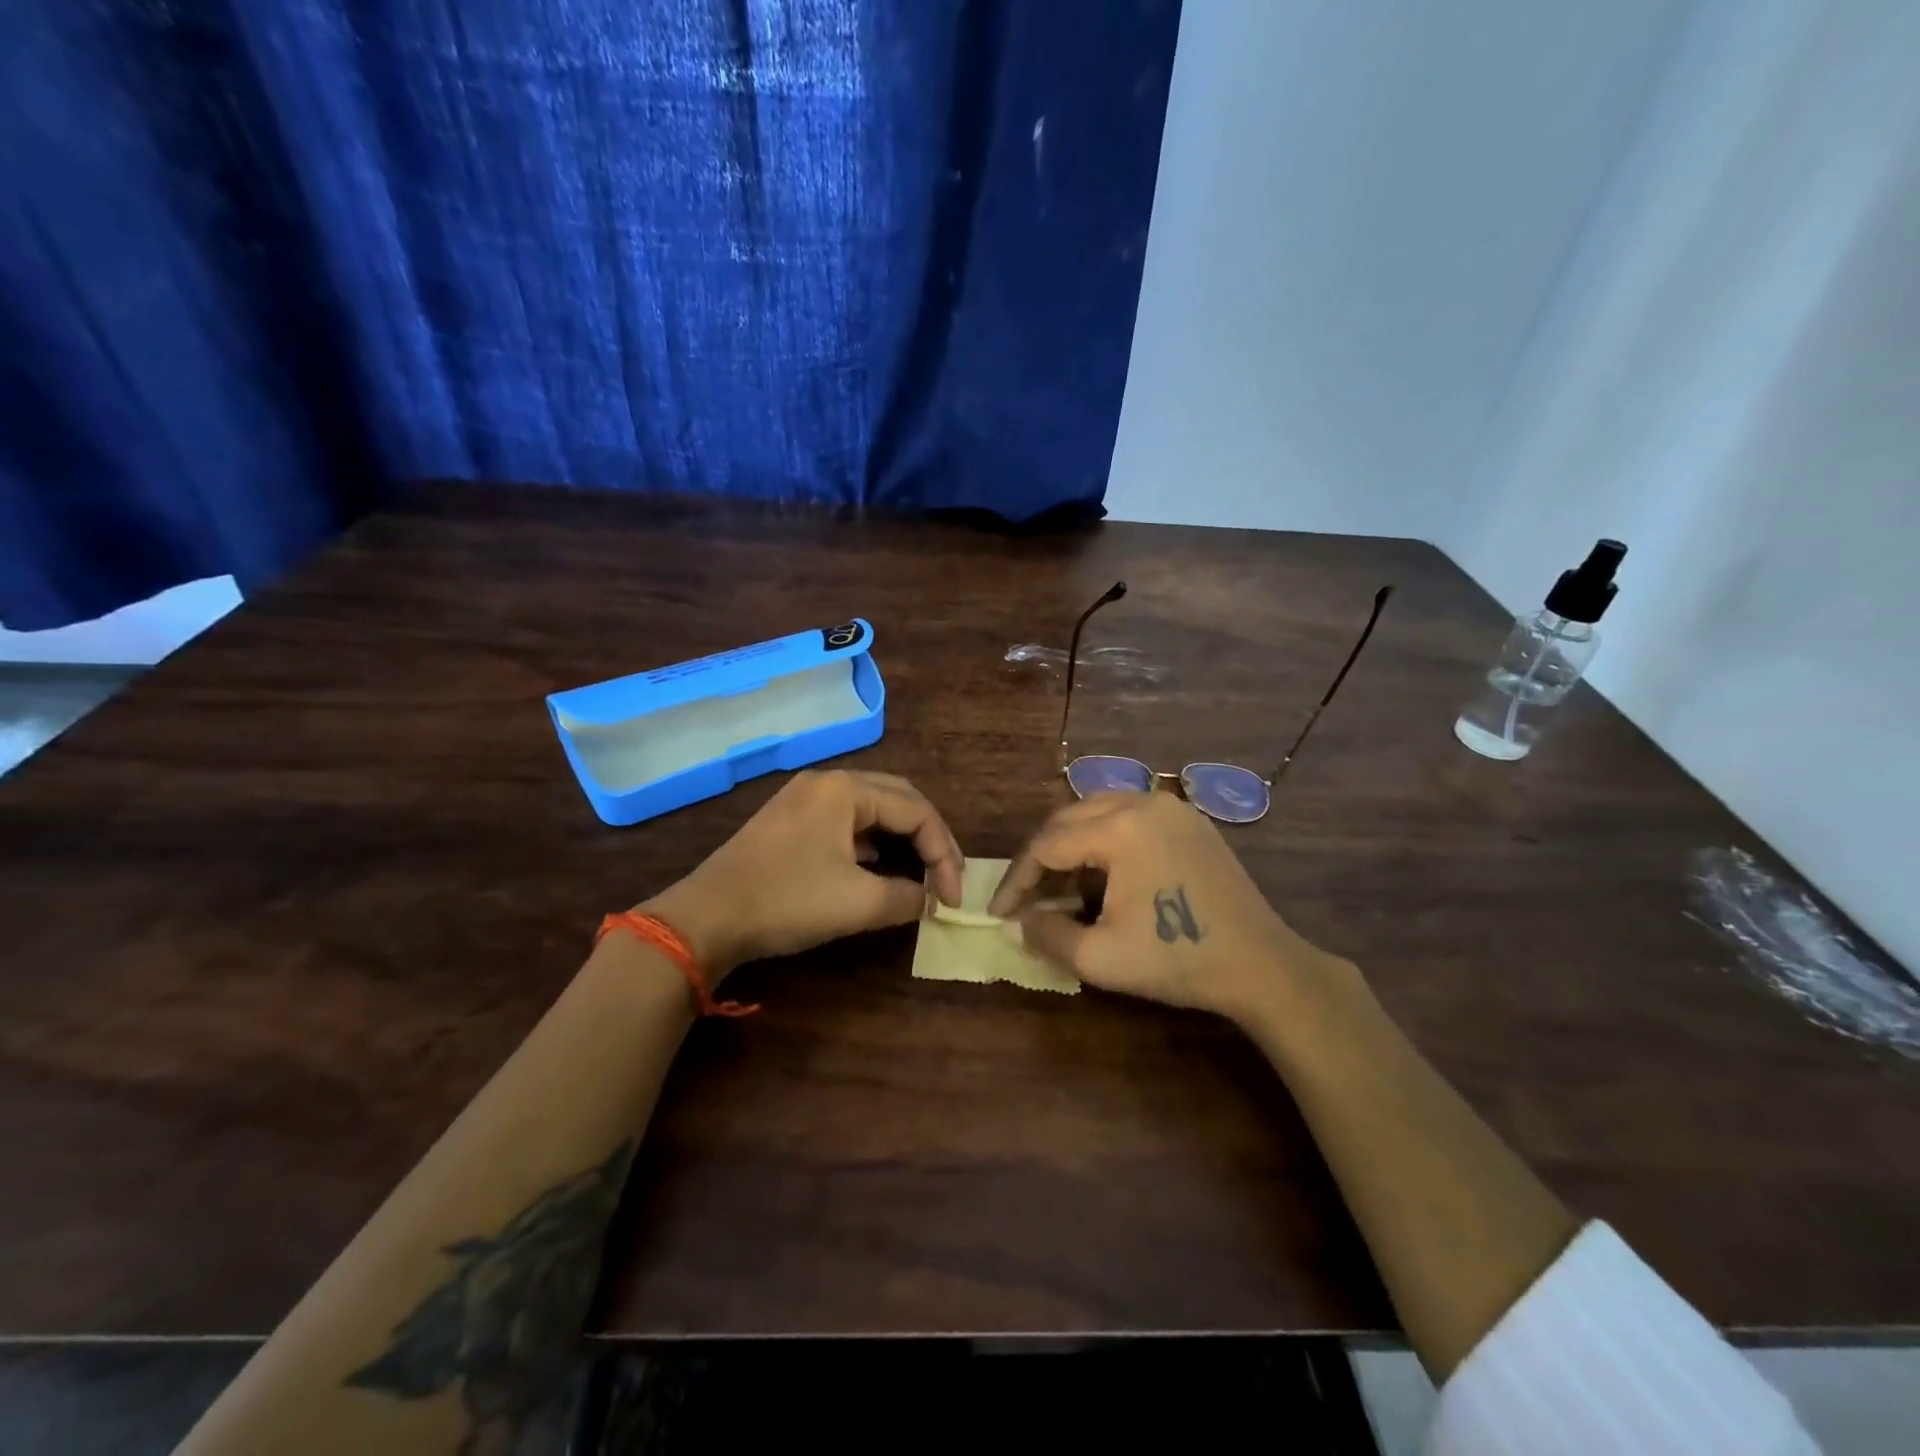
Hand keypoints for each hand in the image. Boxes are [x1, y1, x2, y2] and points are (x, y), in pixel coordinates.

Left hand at [643, 770, 963, 975]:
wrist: (706, 918)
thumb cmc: (787, 901)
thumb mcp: (857, 903)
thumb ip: (906, 897)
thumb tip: (931, 901)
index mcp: (846, 789)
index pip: (917, 811)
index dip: (944, 854)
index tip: (955, 898)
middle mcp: (828, 783)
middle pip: (899, 800)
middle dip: (929, 838)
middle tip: (949, 876)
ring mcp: (806, 800)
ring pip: (872, 810)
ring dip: (902, 840)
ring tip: (923, 873)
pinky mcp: (791, 823)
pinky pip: (847, 824)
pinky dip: (874, 845)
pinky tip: (880, 870)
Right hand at [989, 792, 1347, 1025]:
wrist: (1261, 966)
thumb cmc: (1177, 960)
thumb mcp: (1099, 958)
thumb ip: (1046, 935)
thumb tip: (1018, 922)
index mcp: (1119, 828)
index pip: (1046, 845)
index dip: (1016, 880)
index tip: (999, 912)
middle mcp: (1142, 801)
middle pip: (1068, 819)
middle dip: (1040, 858)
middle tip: (1025, 898)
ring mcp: (1171, 806)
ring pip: (1097, 811)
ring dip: (1070, 845)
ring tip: (1060, 887)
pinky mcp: (1190, 819)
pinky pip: (1129, 815)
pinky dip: (1104, 838)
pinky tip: (1103, 874)